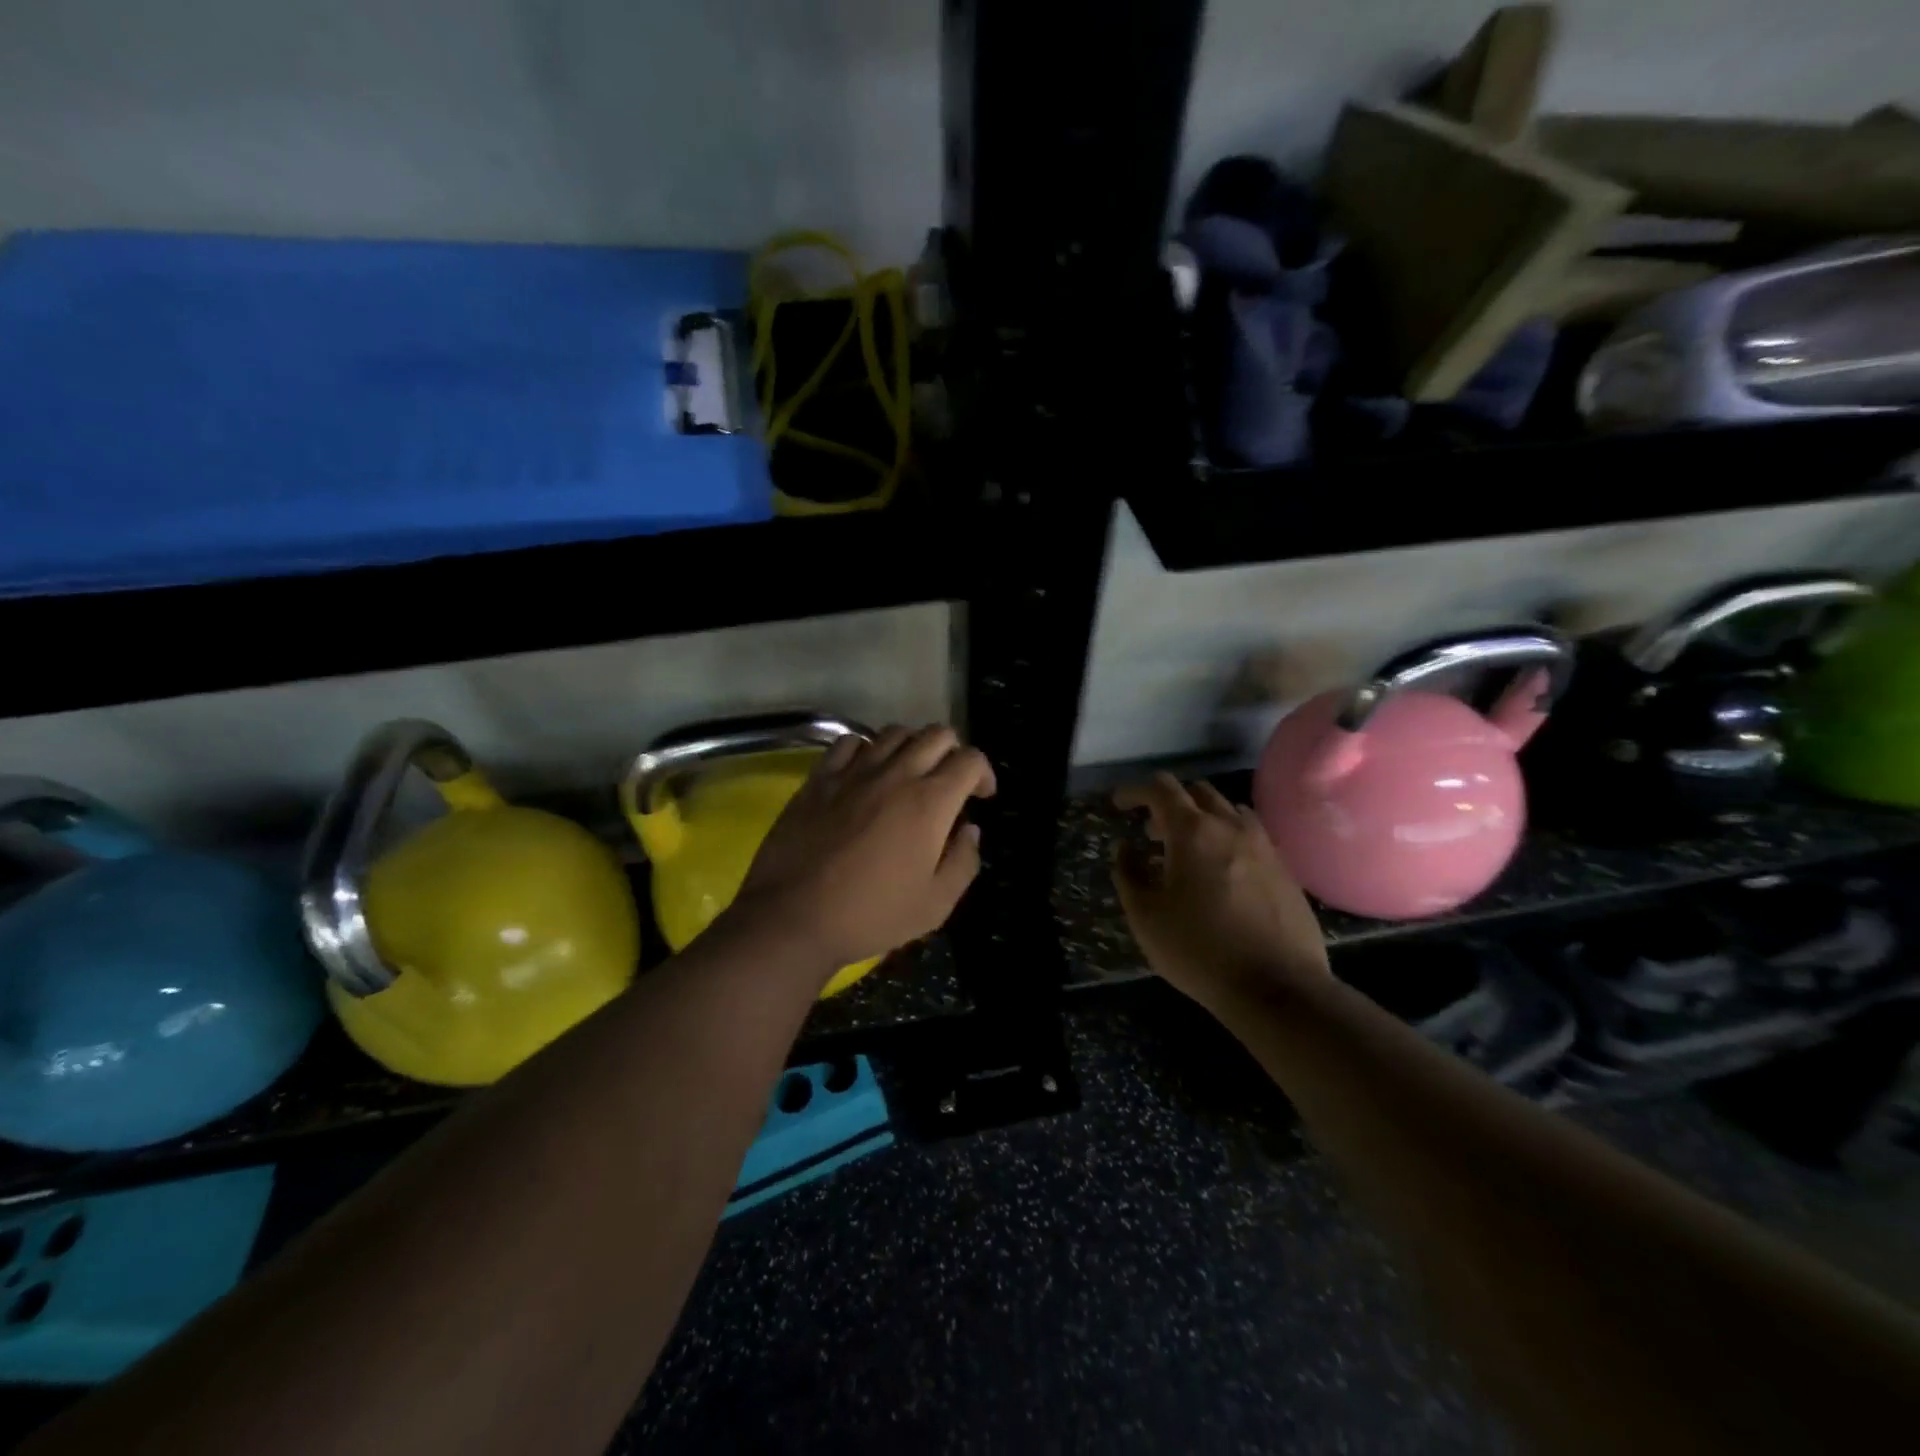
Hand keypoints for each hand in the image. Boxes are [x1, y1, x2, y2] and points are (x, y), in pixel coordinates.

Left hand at [731, 725, 995, 978]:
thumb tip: (970, 830)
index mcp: (930, 802)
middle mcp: (896, 775)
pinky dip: (867, 749)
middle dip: (954, 752)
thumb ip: (963, 862)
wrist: (793, 917)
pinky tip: (865, 771)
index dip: (984, 772)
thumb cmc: (871, 915)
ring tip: (910, 773)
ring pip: (894, 732)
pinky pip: (849, 742)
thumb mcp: (935, 904)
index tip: (981, 796)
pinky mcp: (820, 778)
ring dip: (913, 746)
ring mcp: (854, 772)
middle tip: (949, 782)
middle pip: (936, 735)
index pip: (970, 759)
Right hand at [1111, 774, 1328, 1011]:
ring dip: (1203, 819)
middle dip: (1170, 804)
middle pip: (1198, 792)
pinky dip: (1228, 840)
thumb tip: (1125, 848)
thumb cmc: (1200, 949)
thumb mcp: (1146, 916)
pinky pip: (1252, 837)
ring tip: (1188, 851)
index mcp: (1193, 831)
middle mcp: (1231, 827)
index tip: (1119, 805)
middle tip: (1152, 833)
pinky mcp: (1286, 871)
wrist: (1278, 988)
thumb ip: (1129, 874)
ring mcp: (1265, 847)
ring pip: (1229, 811)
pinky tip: (1222, 874)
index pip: (1161, 789)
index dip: (1135, 791)